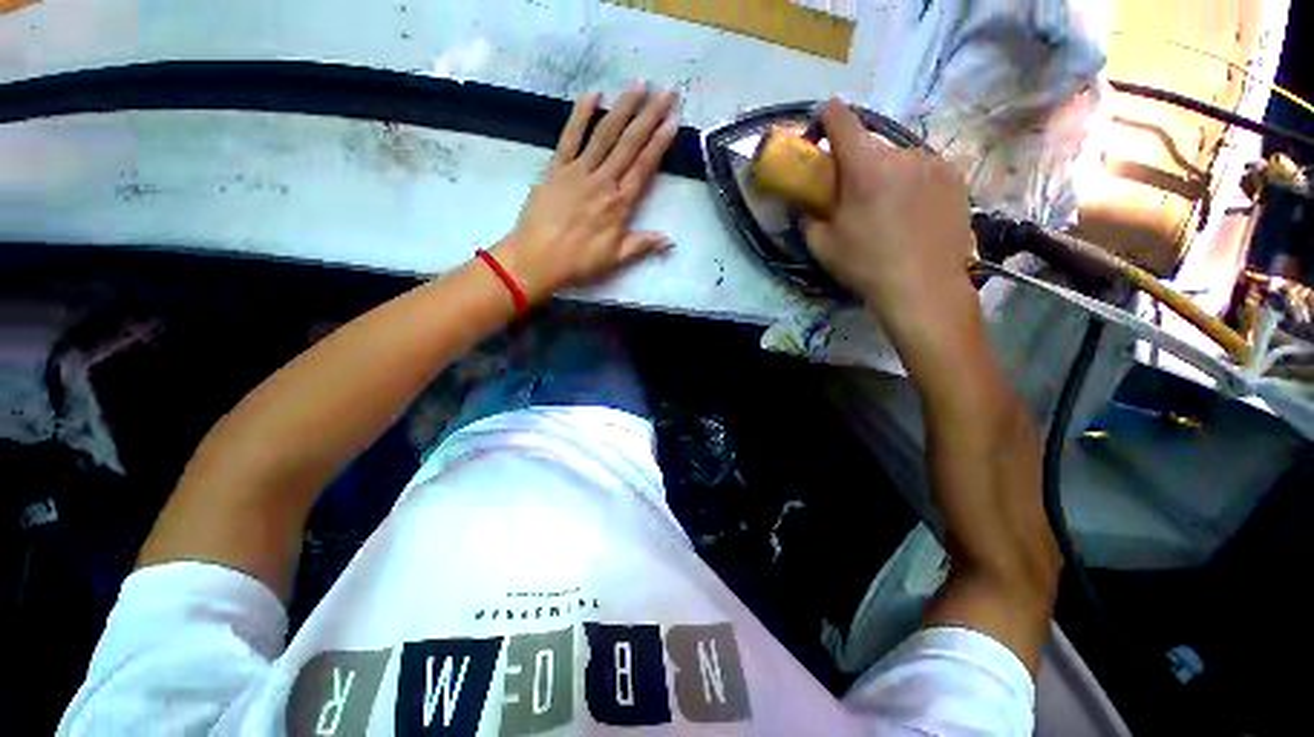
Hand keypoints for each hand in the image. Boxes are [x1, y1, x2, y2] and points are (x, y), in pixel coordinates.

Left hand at [493, 85, 679, 304]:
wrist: (537, 259)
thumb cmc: (579, 262)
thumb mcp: (616, 259)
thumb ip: (643, 245)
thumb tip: (670, 240)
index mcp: (619, 204)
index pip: (644, 167)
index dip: (660, 143)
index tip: (673, 120)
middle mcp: (602, 181)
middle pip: (629, 144)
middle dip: (649, 116)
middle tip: (666, 91)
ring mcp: (578, 171)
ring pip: (604, 134)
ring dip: (622, 108)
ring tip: (638, 85)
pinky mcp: (556, 168)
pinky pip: (569, 137)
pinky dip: (580, 115)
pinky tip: (592, 94)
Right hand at [805, 99, 976, 333]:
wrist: (923, 286)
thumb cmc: (866, 266)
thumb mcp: (822, 246)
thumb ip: (808, 217)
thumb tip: (805, 205)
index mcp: (865, 169)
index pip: (843, 123)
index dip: (829, 116)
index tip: (823, 117)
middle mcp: (901, 155)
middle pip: (872, 148)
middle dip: (859, 165)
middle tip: (856, 195)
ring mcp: (933, 163)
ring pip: (899, 160)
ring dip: (888, 175)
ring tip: (889, 209)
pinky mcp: (955, 177)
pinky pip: (924, 170)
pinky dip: (913, 183)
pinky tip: (913, 212)